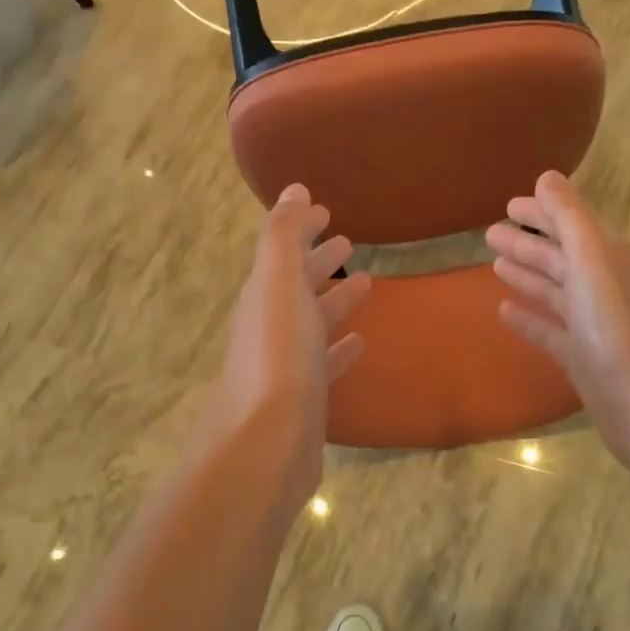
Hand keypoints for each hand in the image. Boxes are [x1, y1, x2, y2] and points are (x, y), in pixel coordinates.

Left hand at [213, 185, 371, 508]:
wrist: (268, 441)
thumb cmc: (278, 355)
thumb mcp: (279, 285)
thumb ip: (284, 236)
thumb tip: (293, 189)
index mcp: (262, 296)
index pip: (282, 253)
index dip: (301, 230)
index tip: (326, 211)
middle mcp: (269, 327)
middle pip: (296, 286)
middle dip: (319, 261)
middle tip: (347, 241)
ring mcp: (286, 365)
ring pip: (312, 322)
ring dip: (334, 300)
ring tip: (367, 281)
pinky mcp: (304, 398)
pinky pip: (324, 362)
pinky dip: (339, 348)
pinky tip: (359, 341)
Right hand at [486, 171, 629, 470]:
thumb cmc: (618, 327)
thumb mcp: (593, 261)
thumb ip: (569, 218)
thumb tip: (547, 177)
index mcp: (609, 258)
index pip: (573, 224)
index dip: (543, 211)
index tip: (509, 203)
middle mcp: (603, 286)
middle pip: (561, 256)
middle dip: (528, 243)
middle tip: (490, 232)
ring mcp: (593, 325)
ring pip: (554, 291)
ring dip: (527, 275)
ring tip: (494, 264)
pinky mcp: (583, 359)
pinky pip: (550, 330)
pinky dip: (529, 318)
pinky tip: (505, 311)